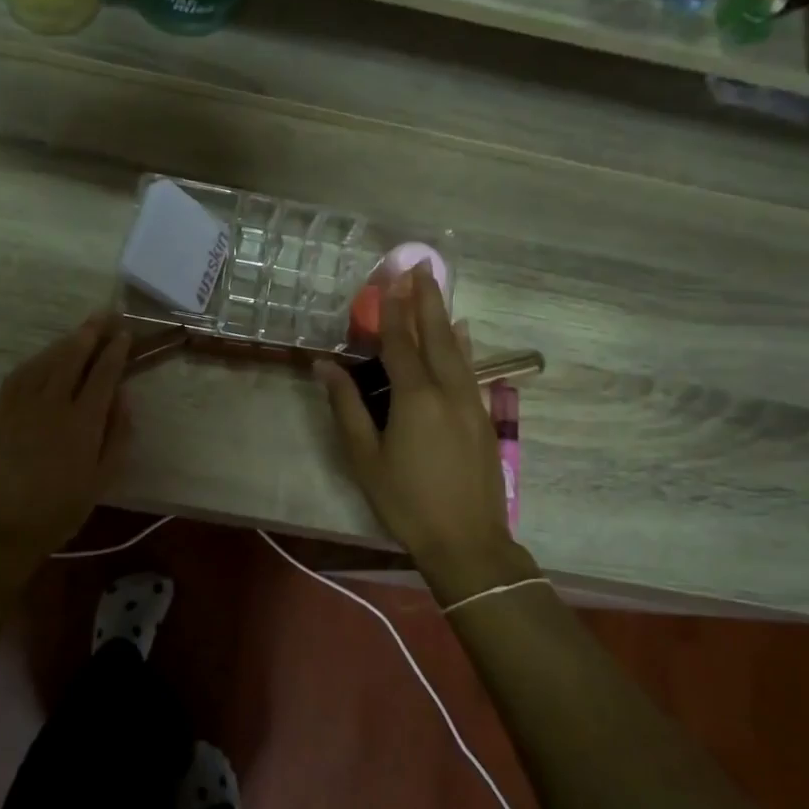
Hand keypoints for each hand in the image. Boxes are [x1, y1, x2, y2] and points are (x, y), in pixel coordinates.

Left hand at [0, 312, 130, 559]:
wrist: (3, 528)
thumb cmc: (61, 510)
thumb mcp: (103, 478)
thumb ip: (118, 434)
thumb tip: (123, 398)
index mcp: (83, 422)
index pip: (103, 373)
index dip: (115, 350)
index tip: (125, 335)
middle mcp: (52, 403)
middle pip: (73, 355)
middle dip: (91, 332)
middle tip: (105, 315)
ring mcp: (21, 404)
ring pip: (47, 359)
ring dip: (66, 341)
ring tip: (81, 331)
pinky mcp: (0, 410)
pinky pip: (21, 373)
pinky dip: (39, 359)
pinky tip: (48, 356)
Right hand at [315, 274, 536, 599]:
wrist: (467, 541)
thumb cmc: (406, 502)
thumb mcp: (365, 458)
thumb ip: (347, 408)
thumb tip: (326, 366)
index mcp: (416, 398)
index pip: (400, 344)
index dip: (391, 312)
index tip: (388, 281)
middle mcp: (448, 391)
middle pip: (435, 336)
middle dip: (426, 300)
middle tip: (420, 267)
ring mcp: (471, 404)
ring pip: (457, 350)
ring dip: (444, 317)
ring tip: (437, 290)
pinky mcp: (483, 419)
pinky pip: (470, 369)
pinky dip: (463, 346)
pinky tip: (463, 336)